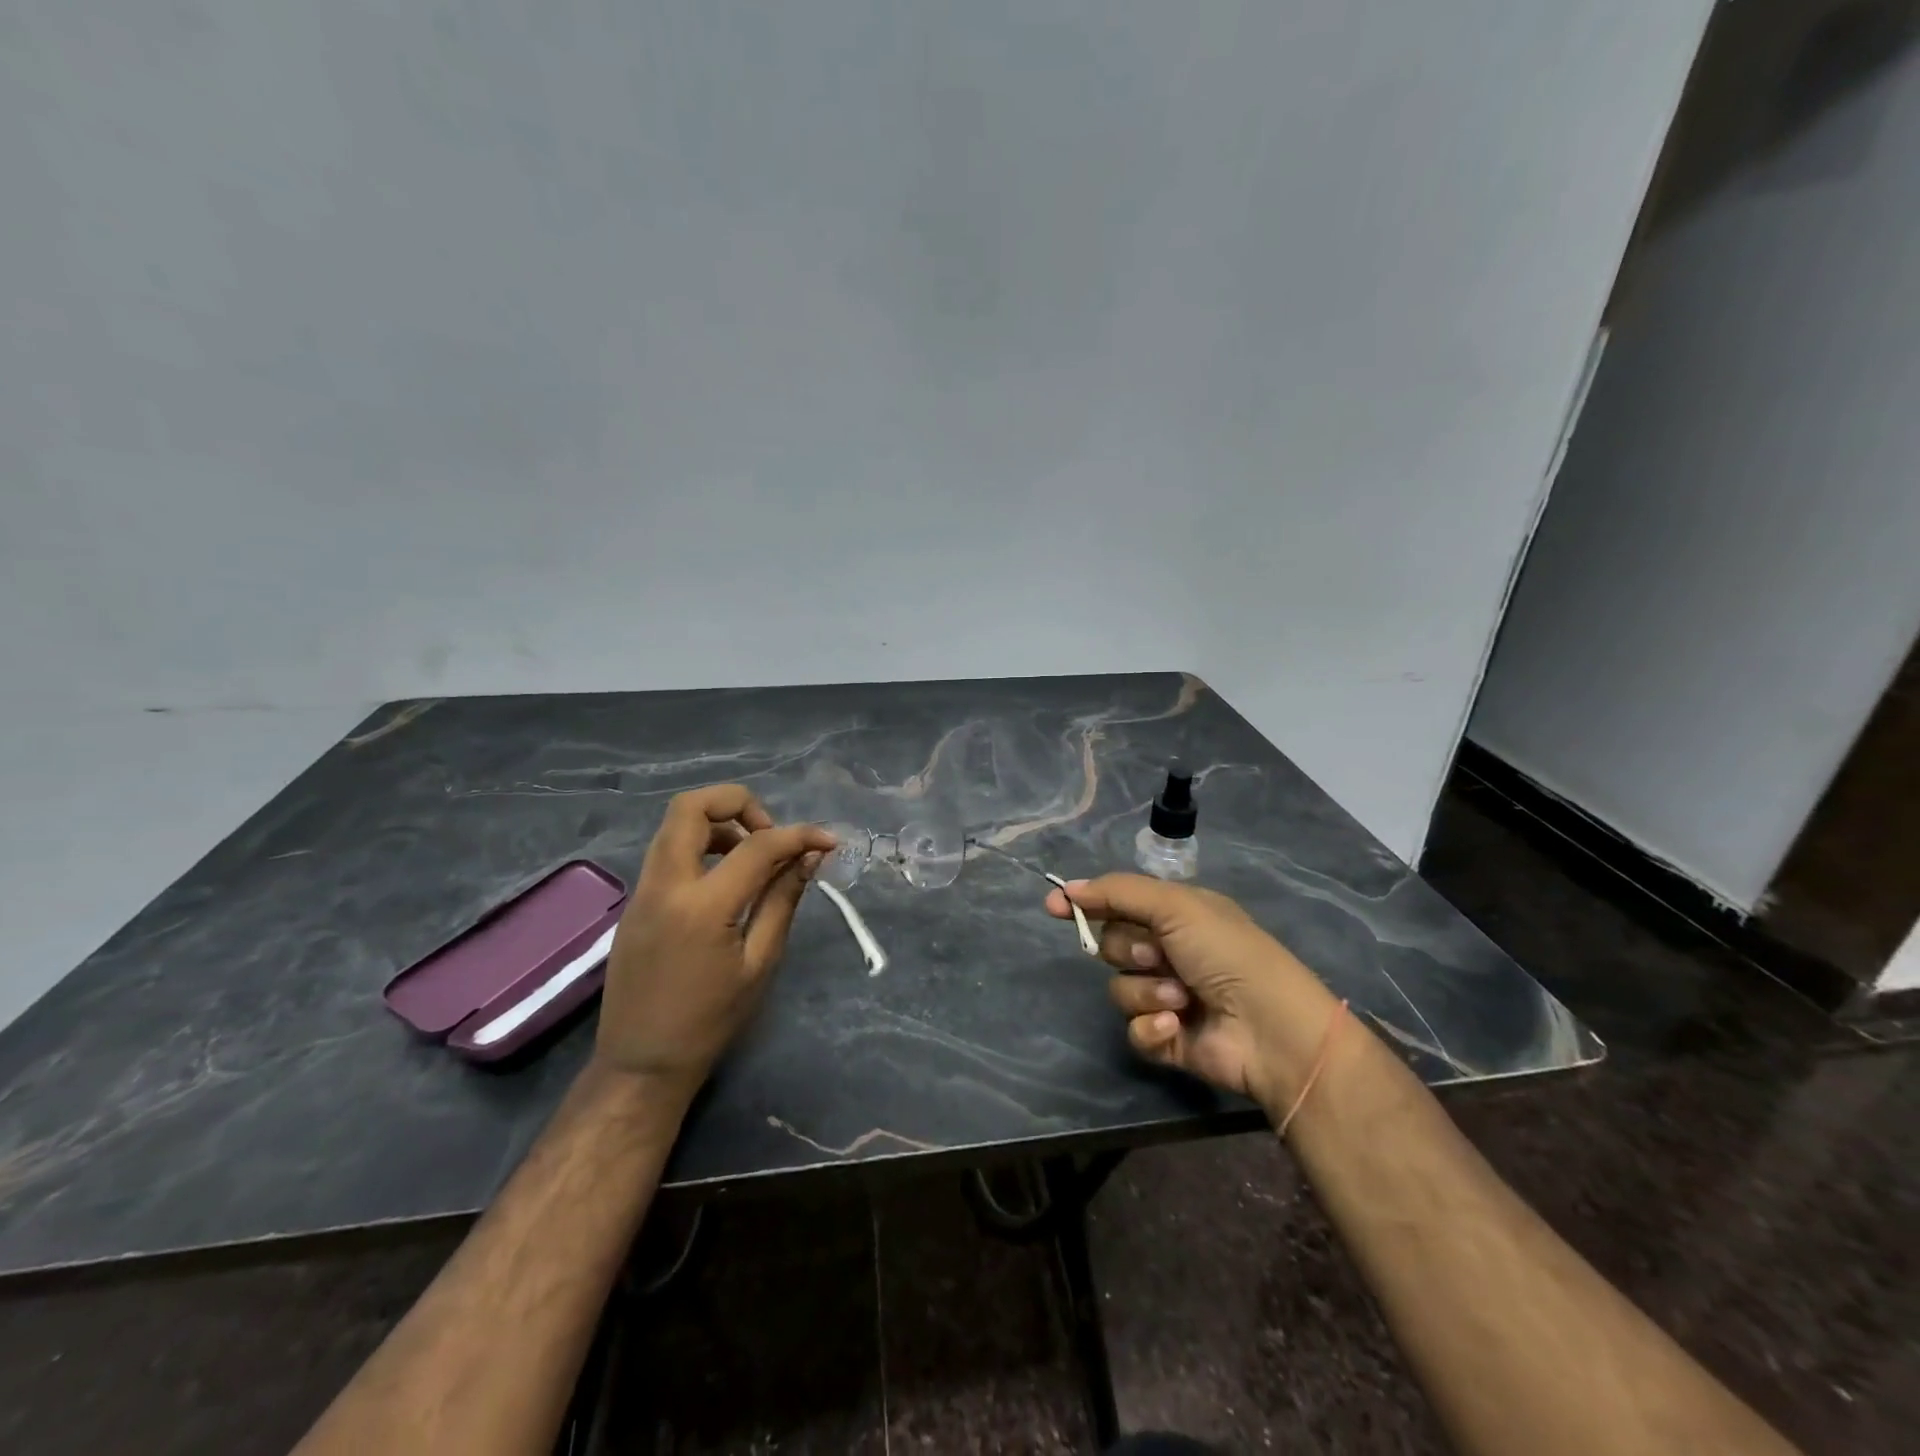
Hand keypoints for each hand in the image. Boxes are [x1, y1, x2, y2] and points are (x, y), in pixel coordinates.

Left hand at [596, 785, 835, 1098]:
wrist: (640, 1064)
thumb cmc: (709, 1021)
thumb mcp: (759, 963)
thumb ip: (783, 900)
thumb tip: (810, 857)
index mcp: (701, 906)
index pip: (756, 845)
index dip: (799, 834)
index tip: (828, 841)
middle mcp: (664, 885)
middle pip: (691, 806)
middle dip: (739, 803)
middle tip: (770, 835)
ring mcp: (642, 891)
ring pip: (675, 825)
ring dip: (719, 823)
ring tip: (752, 858)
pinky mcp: (636, 902)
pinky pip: (668, 851)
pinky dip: (701, 846)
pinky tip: (726, 880)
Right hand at [1045, 875, 1340, 1113]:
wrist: (1271, 1028)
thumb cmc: (1227, 953)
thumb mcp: (1176, 906)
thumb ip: (1119, 893)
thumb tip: (1068, 888)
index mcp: (1177, 916)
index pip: (1119, 903)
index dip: (1087, 904)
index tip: (1054, 906)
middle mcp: (1170, 952)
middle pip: (1113, 945)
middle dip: (1129, 950)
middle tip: (1158, 955)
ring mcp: (1168, 997)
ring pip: (1120, 989)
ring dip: (1145, 991)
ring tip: (1180, 998)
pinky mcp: (1167, 1038)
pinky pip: (1133, 1029)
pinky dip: (1150, 1027)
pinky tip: (1174, 1026)